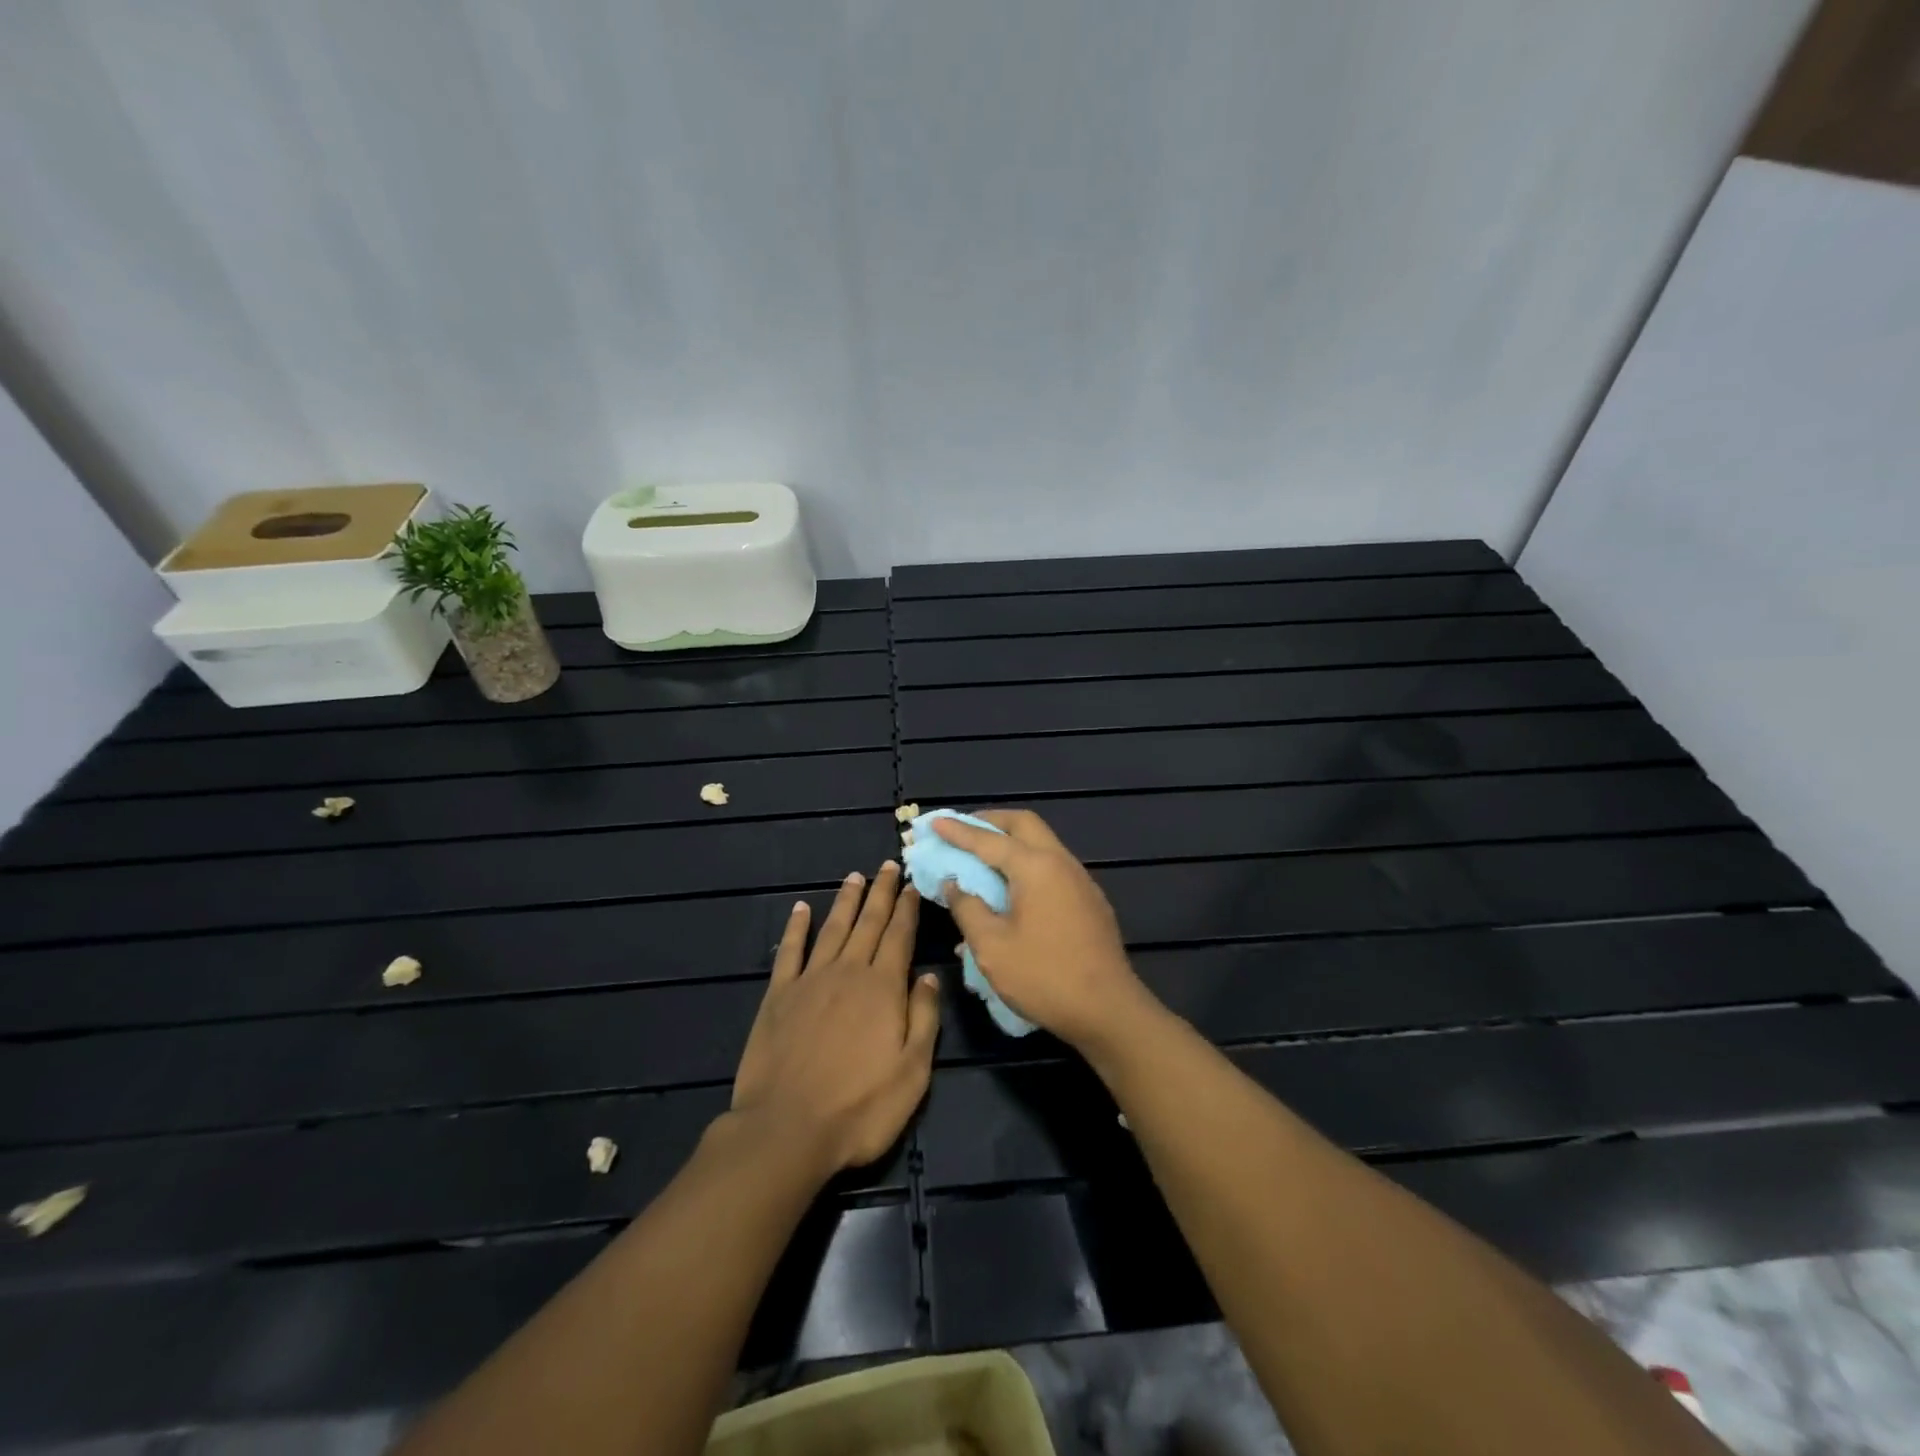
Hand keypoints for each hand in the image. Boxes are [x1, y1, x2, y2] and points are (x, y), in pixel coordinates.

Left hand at [731, 862, 940, 1174]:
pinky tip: (801, 908)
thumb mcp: (912, 1071)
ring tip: (855, 877)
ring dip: (845, 901)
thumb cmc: (859, 1108)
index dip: (906, 907)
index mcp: (883, 988)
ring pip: (832, 929)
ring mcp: (809, 981)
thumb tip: (930, 977)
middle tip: (888, 865)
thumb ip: (924, 1018)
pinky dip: (796, 927)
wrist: (786, 1130)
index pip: (899, 935)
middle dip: (880, 892)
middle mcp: (847, 972)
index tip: (912, 883)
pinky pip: (790, 951)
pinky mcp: (778, 996)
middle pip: (868, 923)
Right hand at [932, 810, 1152, 1052]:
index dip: (958, 831)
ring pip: (1042, 843)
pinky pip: (1053, 865)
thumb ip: (968, 908)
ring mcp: (1080, 879)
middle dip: (991, 821)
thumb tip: (955, 884)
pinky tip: (1014, 887)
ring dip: (1012, 841)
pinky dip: (1028, 862)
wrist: (1108, 1010)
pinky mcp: (1090, 899)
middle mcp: (1061, 862)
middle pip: (1024, 824)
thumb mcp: (992, 947)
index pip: (988, 840)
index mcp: (1035, 867)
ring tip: (984, 856)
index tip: (935, 822)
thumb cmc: (1044, 977)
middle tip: (964, 830)